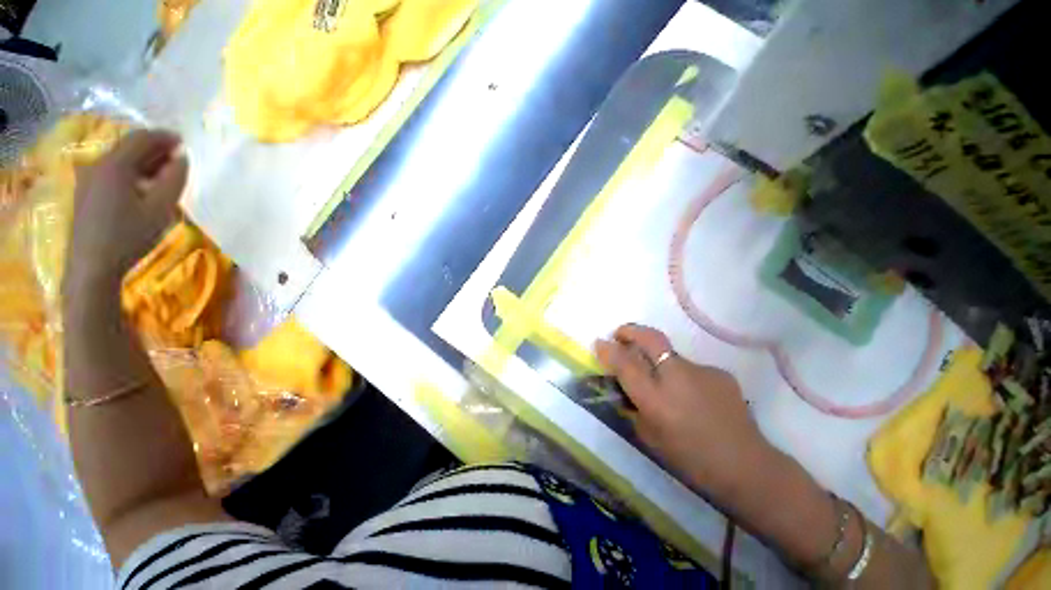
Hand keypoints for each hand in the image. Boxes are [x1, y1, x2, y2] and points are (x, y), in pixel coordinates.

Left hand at [65, 129, 187, 292]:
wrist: (92, 266)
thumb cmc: (129, 236)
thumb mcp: (160, 208)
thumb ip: (174, 180)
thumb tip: (183, 158)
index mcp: (114, 165)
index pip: (141, 138)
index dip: (164, 137)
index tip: (184, 142)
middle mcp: (98, 165)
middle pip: (128, 147)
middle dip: (154, 149)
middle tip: (178, 158)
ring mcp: (88, 179)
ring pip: (120, 160)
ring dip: (143, 162)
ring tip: (164, 174)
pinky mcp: (87, 193)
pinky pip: (112, 173)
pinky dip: (132, 173)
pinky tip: (143, 187)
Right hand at [595, 324, 775, 500]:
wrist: (747, 467)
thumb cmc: (691, 460)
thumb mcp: (650, 437)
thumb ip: (634, 407)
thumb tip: (625, 386)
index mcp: (656, 399)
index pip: (625, 363)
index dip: (608, 350)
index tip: (600, 343)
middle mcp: (676, 377)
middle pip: (650, 338)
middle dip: (630, 331)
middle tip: (620, 334)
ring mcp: (701, 371)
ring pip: (670, 355)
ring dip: (659, 362)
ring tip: (668, 386)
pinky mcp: (720, 372)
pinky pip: (691, 369)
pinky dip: (684, 378)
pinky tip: (694, 398)